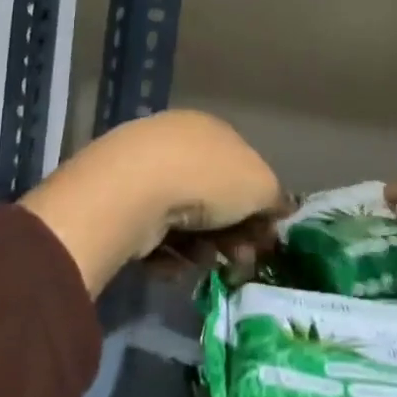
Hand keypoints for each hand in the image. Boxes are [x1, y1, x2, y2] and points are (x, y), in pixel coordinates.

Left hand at [17, 110, 284, 295]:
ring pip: (184, 219)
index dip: (257, 203)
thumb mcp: (261, 185)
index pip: (242, 165)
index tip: (265, 236)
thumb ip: (274, 197)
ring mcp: (145, 172)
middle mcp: (178, 144)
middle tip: (241, 261)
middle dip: (232, 232)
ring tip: (206, 265)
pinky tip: (176, 267)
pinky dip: (168, 254)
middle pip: (213, 196)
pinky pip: (153, 235)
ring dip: (202, 247)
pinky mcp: (119, 205)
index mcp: (213, 129)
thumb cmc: (208, 179)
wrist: (135, 190)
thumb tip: (278, 208)